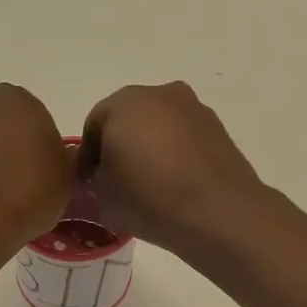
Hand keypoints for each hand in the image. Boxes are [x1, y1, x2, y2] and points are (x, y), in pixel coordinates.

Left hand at [0, 83, 72, 249]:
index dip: (43, 143)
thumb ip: (65, 158)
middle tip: (27, 179)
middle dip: (13, 144)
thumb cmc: (30, 191)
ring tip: (5, 195)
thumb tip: (60, 157)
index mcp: (17, 98)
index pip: (36, 116)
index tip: (48, 168)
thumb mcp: (68, 177)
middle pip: (4, 123)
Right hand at [81, 82, 267, 255]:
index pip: (94, 125)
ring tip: (149, 184)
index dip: (87, 156)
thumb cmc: (149, 198)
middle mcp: (159, 94)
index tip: (87, 182)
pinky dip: (176, 154)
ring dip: (151, 148)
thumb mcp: (104, 196)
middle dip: (120, 145)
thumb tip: (105, 175)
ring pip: (160, 126)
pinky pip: (185, 139)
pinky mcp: (218, 128)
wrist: (218, 212)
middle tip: (116, 180)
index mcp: (123, 103)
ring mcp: (193, 108)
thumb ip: (96, 178)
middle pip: (129, 119)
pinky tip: (175, 184)